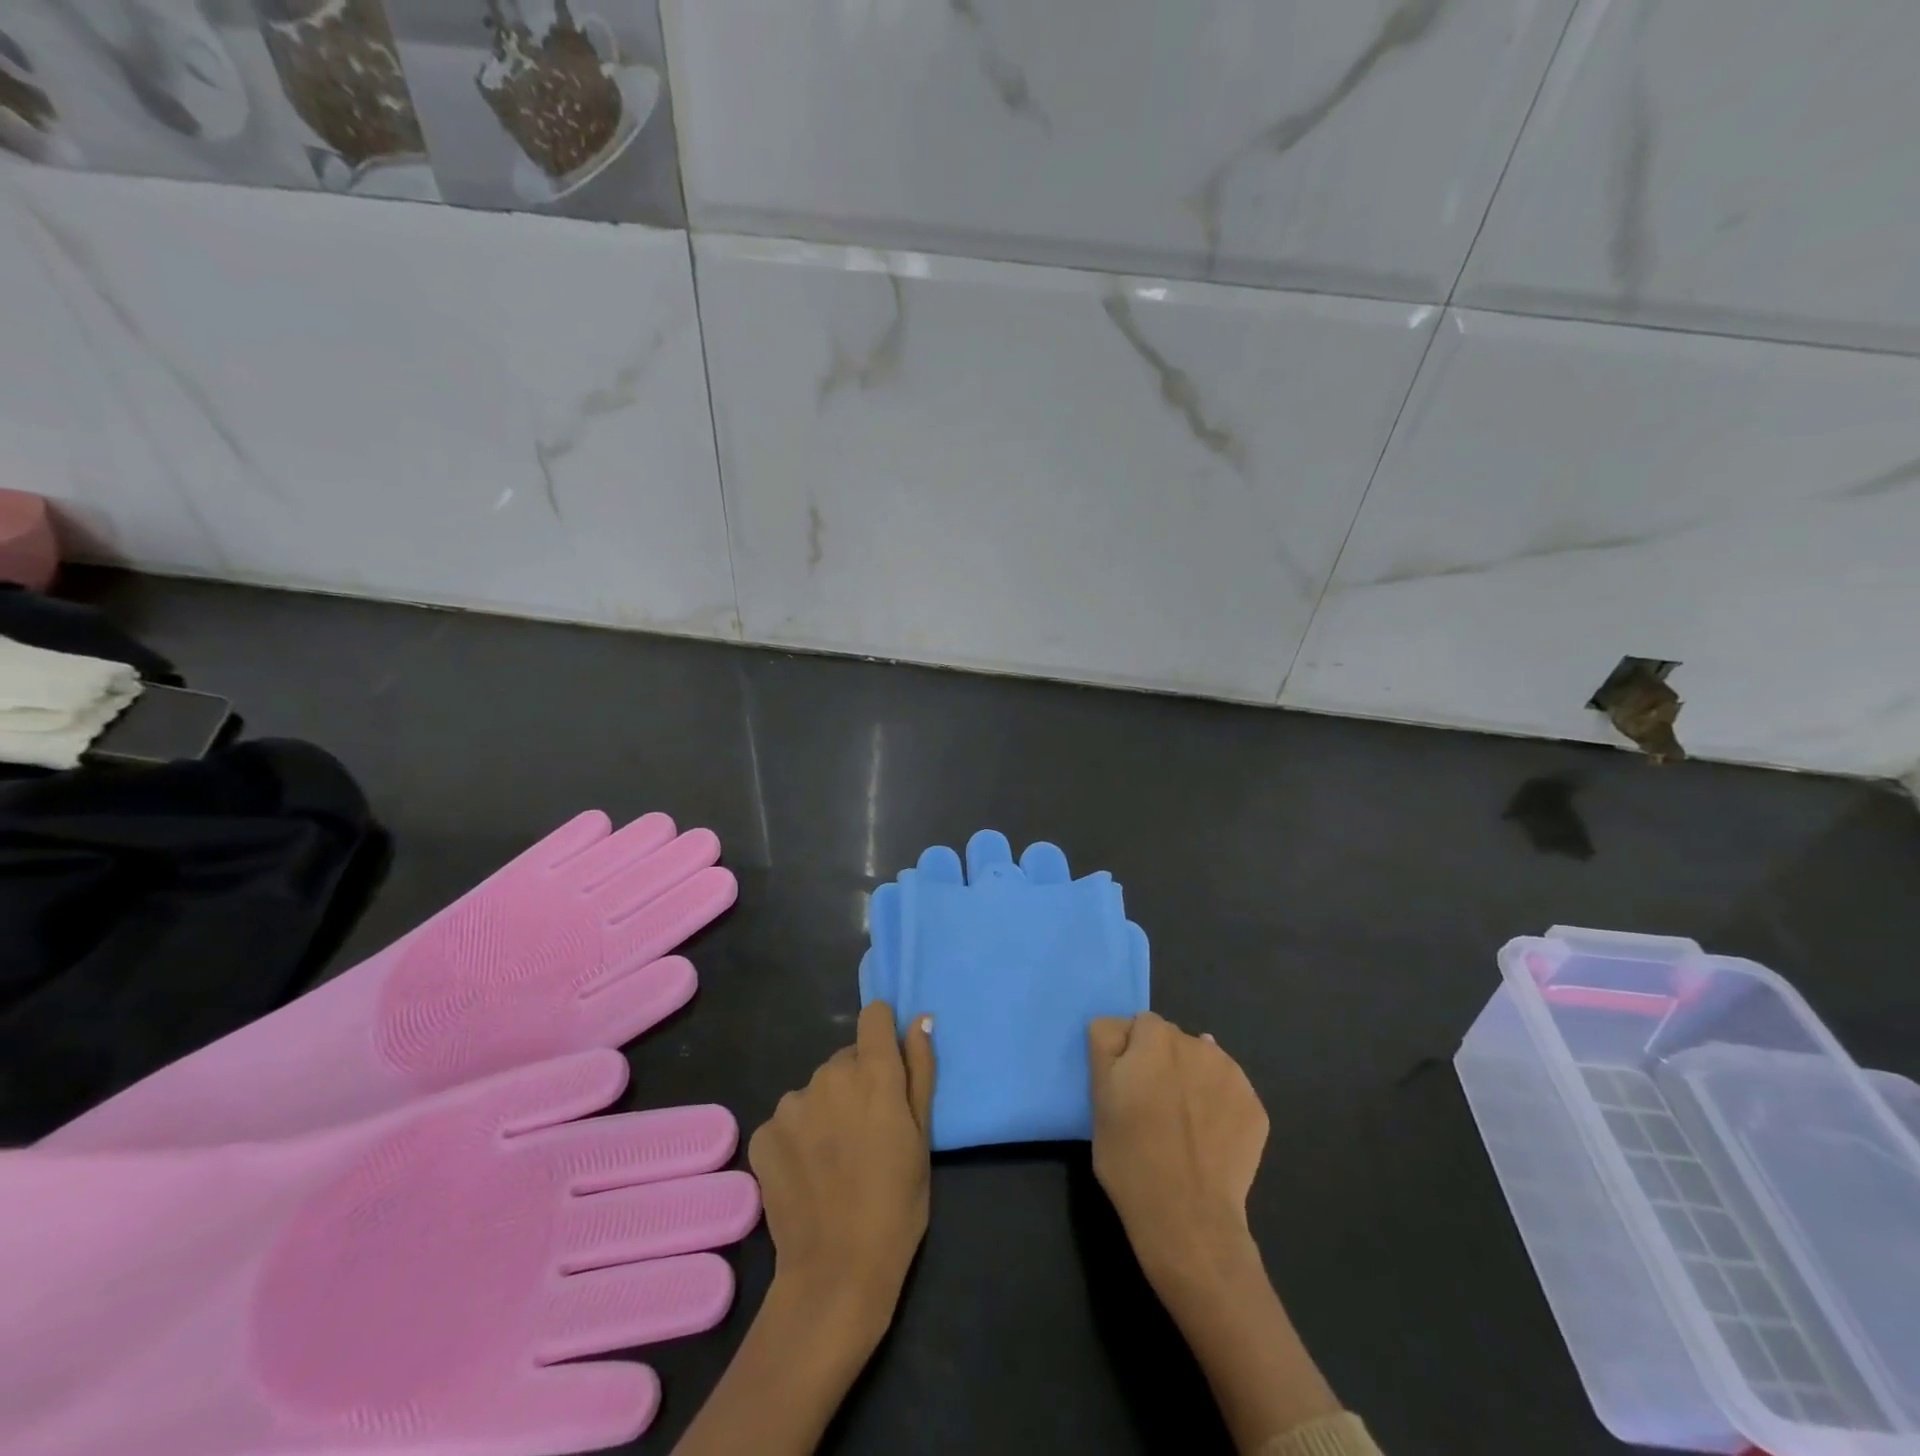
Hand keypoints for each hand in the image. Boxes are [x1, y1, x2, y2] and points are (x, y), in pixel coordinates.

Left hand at [748, 1001, 935, 1342]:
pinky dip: (799, 1136)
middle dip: (858, 1082)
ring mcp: (792, 1103)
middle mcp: (829, 1075)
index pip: (874, 1015)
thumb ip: (920, 1070)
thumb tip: (921, 1020)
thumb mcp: (923, 1137)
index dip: (883, 1033)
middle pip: (847, 1058)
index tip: (889, 1066)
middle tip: (868, 1131)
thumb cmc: (897, 1203)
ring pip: (817, 1089)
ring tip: (836, 1157)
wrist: (836, 1271)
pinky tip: (808, 1172)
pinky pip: (789, 1118)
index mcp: (873, 1072)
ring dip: (828, 1108)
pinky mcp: (764, 1132)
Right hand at [1089, 1014, 1343, 1451]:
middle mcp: (1199, 1047)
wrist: (1193, 1237)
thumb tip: (1127, 1027)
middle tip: (1148, 1112)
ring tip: (1180, 1130)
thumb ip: (1110, 1048)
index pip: (1132, 1024)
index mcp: (1156, 1043)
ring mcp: (1233, 1078)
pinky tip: (1208, 1142)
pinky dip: (1216, 1103)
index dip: (1123, 1058)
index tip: (1121, 1091)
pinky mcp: (1255, 1108)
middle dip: (1156, 1063)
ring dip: (1188, 1081)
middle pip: (1167, 1038)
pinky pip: (1226, 1087)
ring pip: (1199, 1060)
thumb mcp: (1098, 1106)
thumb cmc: (1133, 1171)